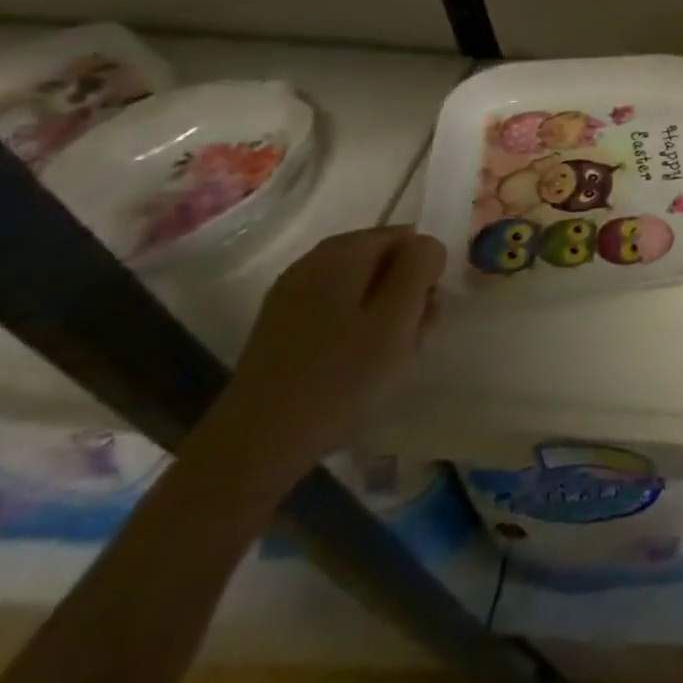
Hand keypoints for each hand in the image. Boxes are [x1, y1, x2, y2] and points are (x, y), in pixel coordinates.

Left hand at [192, 227, 444, 493]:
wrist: (256, 444)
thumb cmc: (340, 375)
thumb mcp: (399, 315)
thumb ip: (421, 265)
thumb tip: (425, 246)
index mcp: (343, 250)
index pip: (408, 238)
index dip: (424, 273)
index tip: (422, 313)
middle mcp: (313, 261)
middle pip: (384, 262)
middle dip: (406, 296)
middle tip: (409, 340)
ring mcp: (292, 295)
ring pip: (363, 290)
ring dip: (384, 317)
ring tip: (386, 360)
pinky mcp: (282, 327)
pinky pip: (337, 312)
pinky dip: (356, 331)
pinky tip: (356, 367)